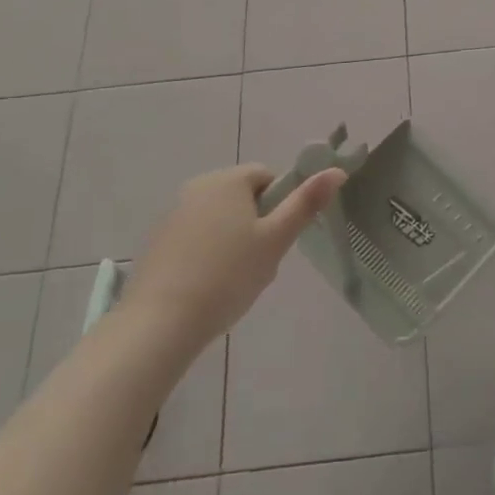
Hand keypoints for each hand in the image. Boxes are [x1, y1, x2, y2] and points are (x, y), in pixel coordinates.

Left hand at [122, 164, 345, 348]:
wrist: (159, 324)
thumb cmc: (227, 276)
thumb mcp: (275, 240)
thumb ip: (306, 203)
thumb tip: (338, 170)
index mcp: (228, 180)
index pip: (267, 177)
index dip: (280, 205)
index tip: (278, 238)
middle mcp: (198, 187)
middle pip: (242, 197)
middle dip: (256, 225)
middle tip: (260, 262)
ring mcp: (173, 214)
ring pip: (219, 219)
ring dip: (232, 240)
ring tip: (234, 280)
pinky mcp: (157, 242)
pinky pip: (195, 238)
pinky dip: (206, 254)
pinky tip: (207, 286)